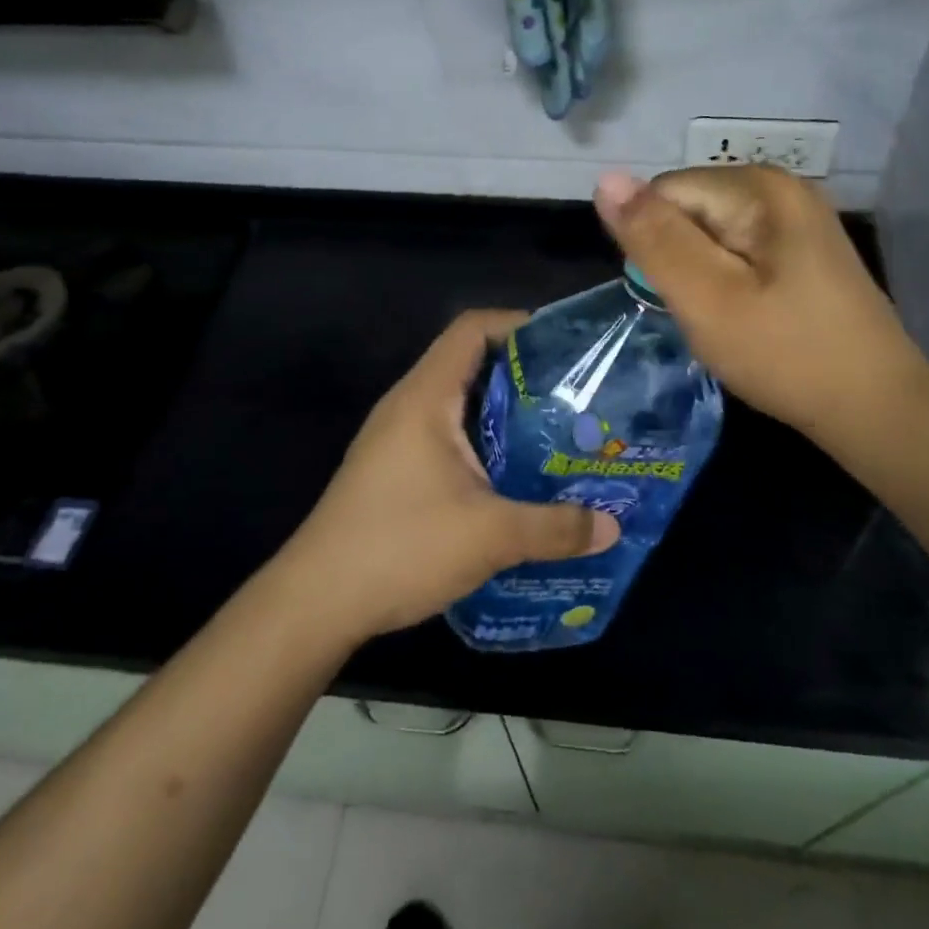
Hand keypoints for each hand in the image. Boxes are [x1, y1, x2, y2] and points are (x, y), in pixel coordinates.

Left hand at [277, 310, 620, 641]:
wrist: (316, 603)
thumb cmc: (400, 547)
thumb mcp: (490, 535)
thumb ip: (555, 527)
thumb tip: (611, 526)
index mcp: (426, 398)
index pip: (472, 329)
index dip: (518, 325)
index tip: (566, 346)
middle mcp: (409, 408)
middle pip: (472, 365)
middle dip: (526, 376)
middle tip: (578, 397)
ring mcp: (398, 441)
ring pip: (462, 407)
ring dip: (508, 416)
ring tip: (559, 436)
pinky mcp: (396, 472)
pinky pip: (451, 440)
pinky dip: (487, 446)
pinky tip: (519, 479)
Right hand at [594, 166, 928, 443]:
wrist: (873, 407)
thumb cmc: (785, 354)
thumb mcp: (706, 298)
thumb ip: (654, 239)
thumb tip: (605, 179)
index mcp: (758, 187)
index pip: (663, 193)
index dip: (654, 246)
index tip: (680, 297)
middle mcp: (781, 188)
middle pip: (690, 210)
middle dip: (682, 262)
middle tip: (709, 315)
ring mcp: (798, 220)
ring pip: (711, 237)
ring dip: (704, 279)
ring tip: (730, 321)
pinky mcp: (806, 252)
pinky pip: (740, 255)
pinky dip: (730, 286)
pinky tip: (751, 320)